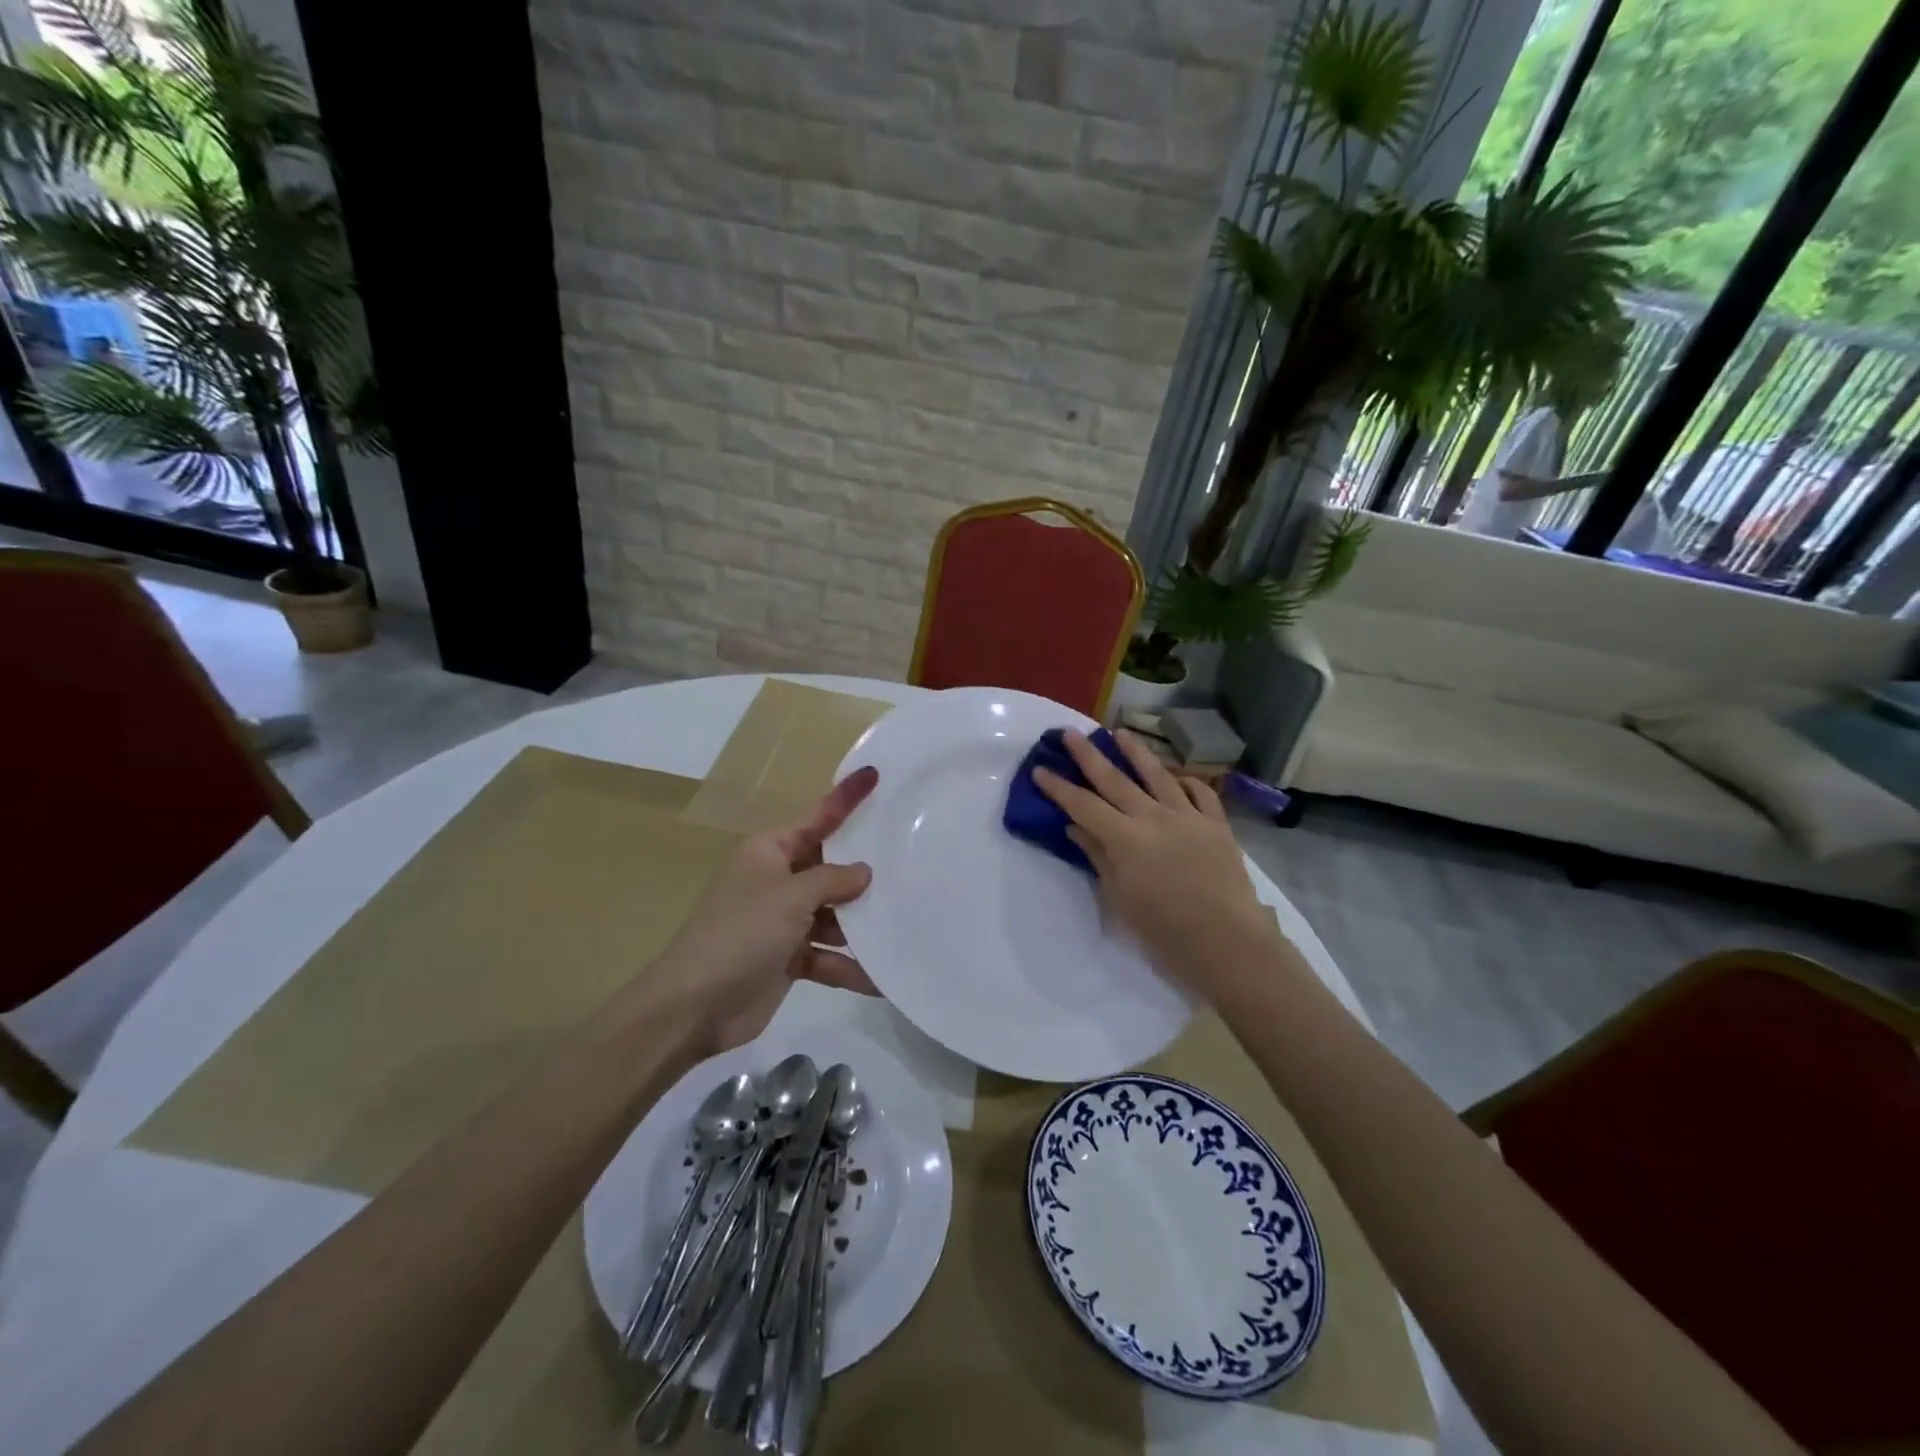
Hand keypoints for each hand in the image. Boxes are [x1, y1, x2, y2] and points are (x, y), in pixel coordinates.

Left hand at [647, 767, 879, 1053]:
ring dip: (860, 924)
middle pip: (829, 867)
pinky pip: (827, 955)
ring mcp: (782, 921)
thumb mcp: (790, 897)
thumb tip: (863, 872)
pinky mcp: (788, 958)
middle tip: (910, 860)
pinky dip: (848, 966)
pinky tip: (880, 978)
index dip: (846, 798)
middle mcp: (777, 881)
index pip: (817, 818)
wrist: (693, 1007)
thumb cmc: (740, 934)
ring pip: (832, 914)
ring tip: (905, 922)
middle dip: (863, 871)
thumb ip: (832, 880)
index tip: (874, 775)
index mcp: (769, 852)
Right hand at [1034, 731, 1275, 1001]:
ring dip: (1136, 752)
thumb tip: (1077, 828)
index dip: (1059, 787)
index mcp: (1125, 838)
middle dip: (1088, 755)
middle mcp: (1154, 817)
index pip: (1083, 805)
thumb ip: (1098, 857)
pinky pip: (1200, 793)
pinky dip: (1185, 782)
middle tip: (1070, 733)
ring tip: (1120, 733)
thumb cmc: (1163, 930)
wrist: (1226, 942)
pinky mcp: (1216, 825)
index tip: (1040, 769)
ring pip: (1157, 775)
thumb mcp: (1119, 898)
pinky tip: (1176, 778)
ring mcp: (1188, 817)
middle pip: (1114, 779)